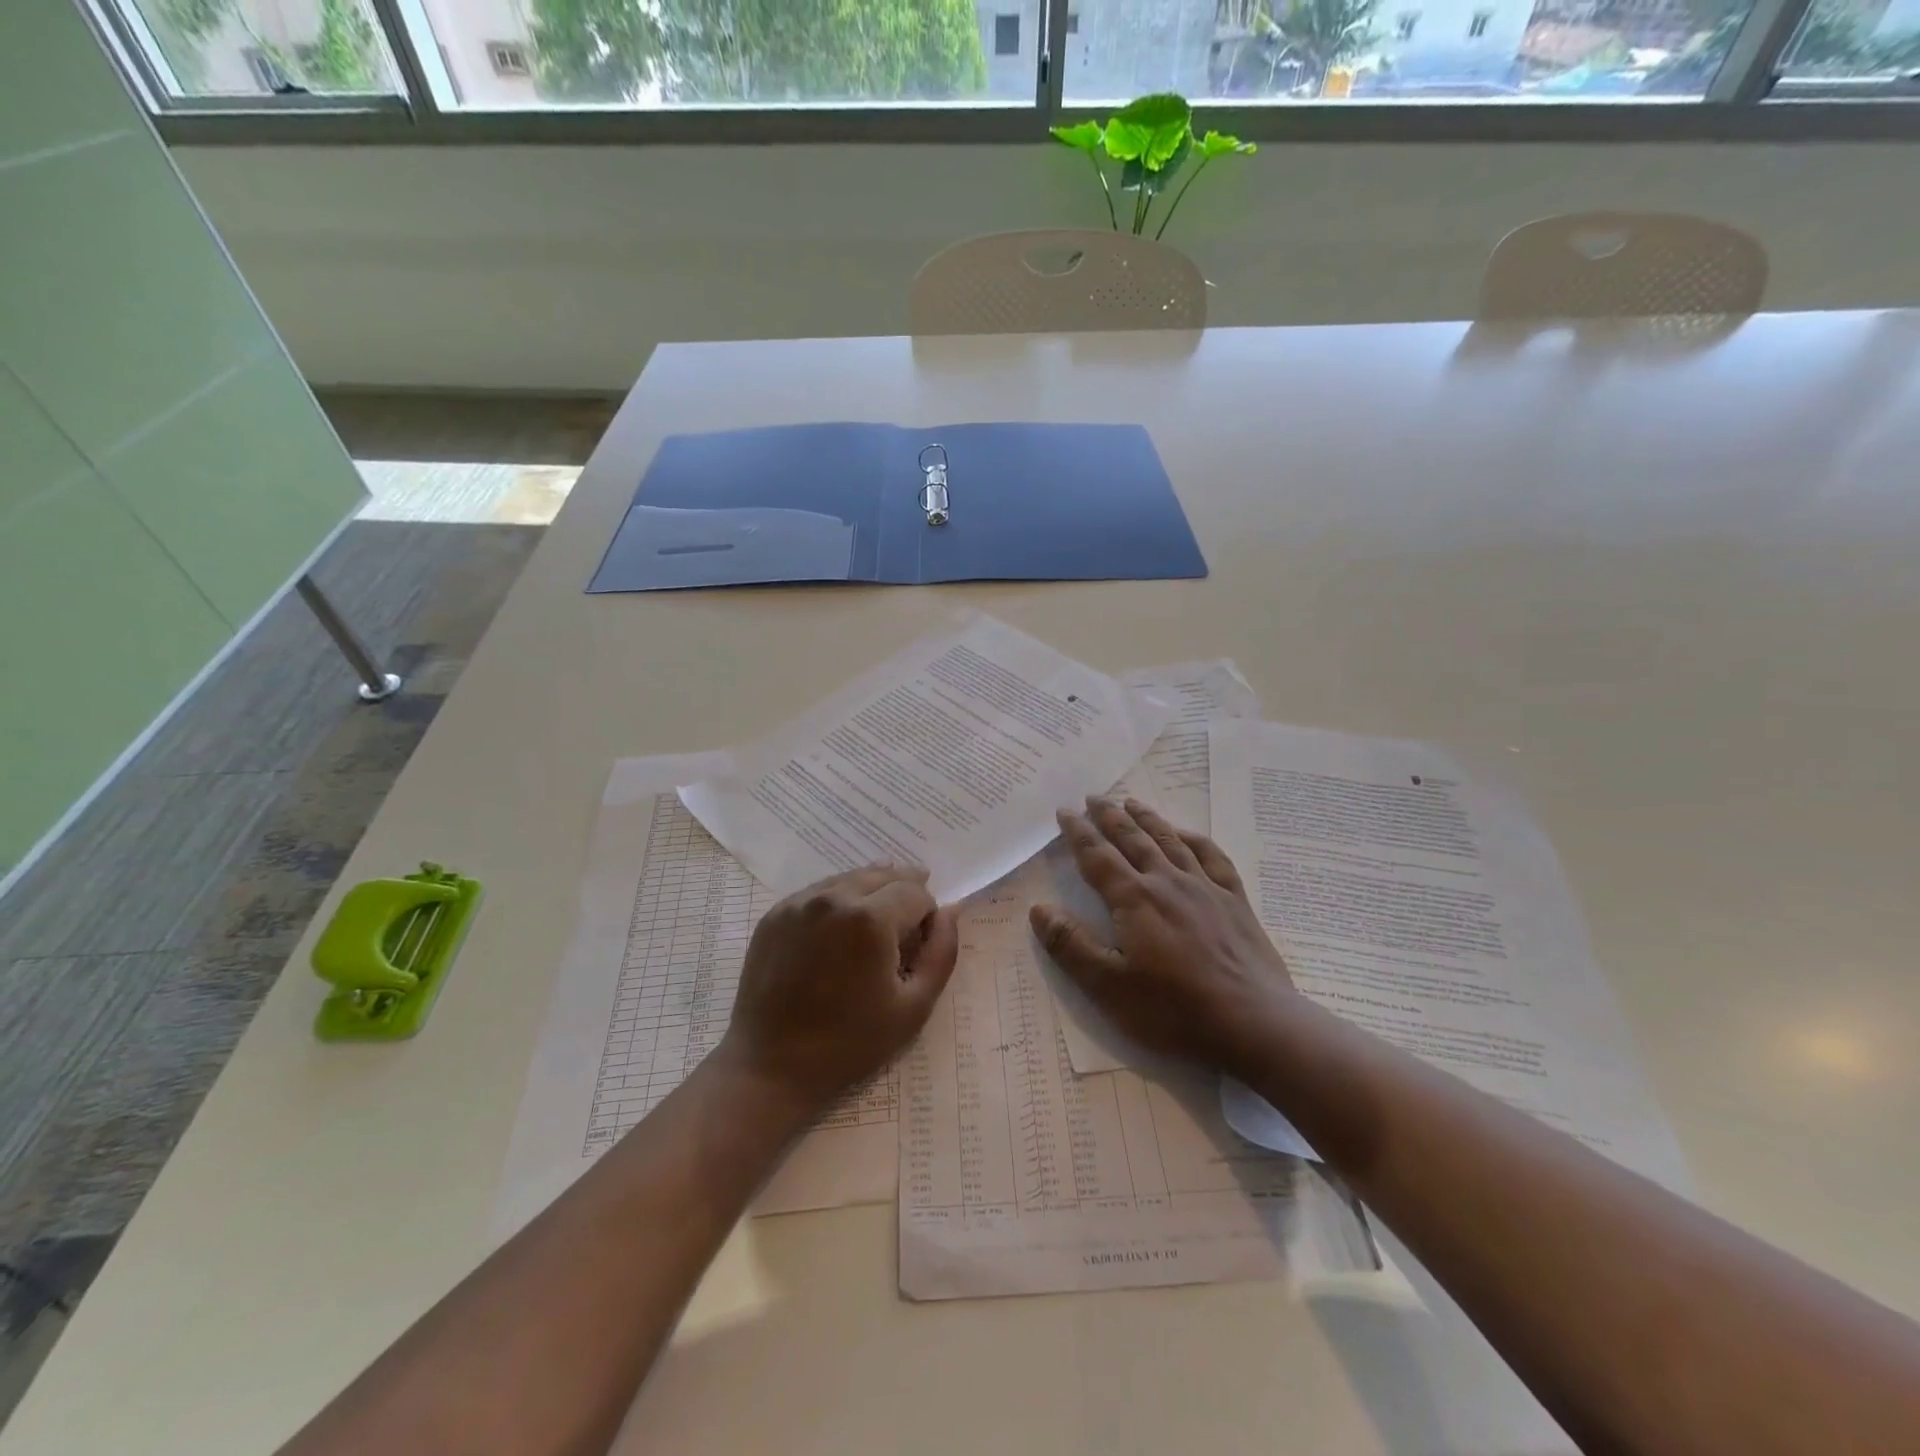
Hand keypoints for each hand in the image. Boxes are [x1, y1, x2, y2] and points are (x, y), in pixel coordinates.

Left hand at [722, 864, 958, 1112]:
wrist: (771, 1067)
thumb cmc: (850, 1044)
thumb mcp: (914, 1007)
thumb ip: (941, 952)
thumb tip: (951, 910)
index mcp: (870, 918)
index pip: (916, 892)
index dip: (928, 914)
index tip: (922, 943)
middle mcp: (833, 897)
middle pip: (884, 874)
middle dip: (902, 894)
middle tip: (905, 928)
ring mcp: (799, 902)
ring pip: (851, 879)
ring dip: (871, 893)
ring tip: (875, 927)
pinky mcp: (776, 913)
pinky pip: (819, 892)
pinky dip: (838, 901)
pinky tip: (839, 932)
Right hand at [1031, 797, 1295, 1079]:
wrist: (1253, 1023)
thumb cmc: (1174, 1010)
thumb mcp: (1109, 986)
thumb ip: (1071, 945)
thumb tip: (1038, 909)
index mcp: (1134, 899)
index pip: (1098, 856)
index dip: (1079, 833)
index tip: (1065, 811)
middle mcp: (1167, 882)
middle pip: (1133, 839)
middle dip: (1110, 816)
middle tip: (1094, 797)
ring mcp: (1205, 888)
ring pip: (1170, 841)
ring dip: (1148, 819)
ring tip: (1132, 802)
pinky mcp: (1235, 901)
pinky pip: (1213, 857)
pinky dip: (1195, 840)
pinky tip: (1187, 835)